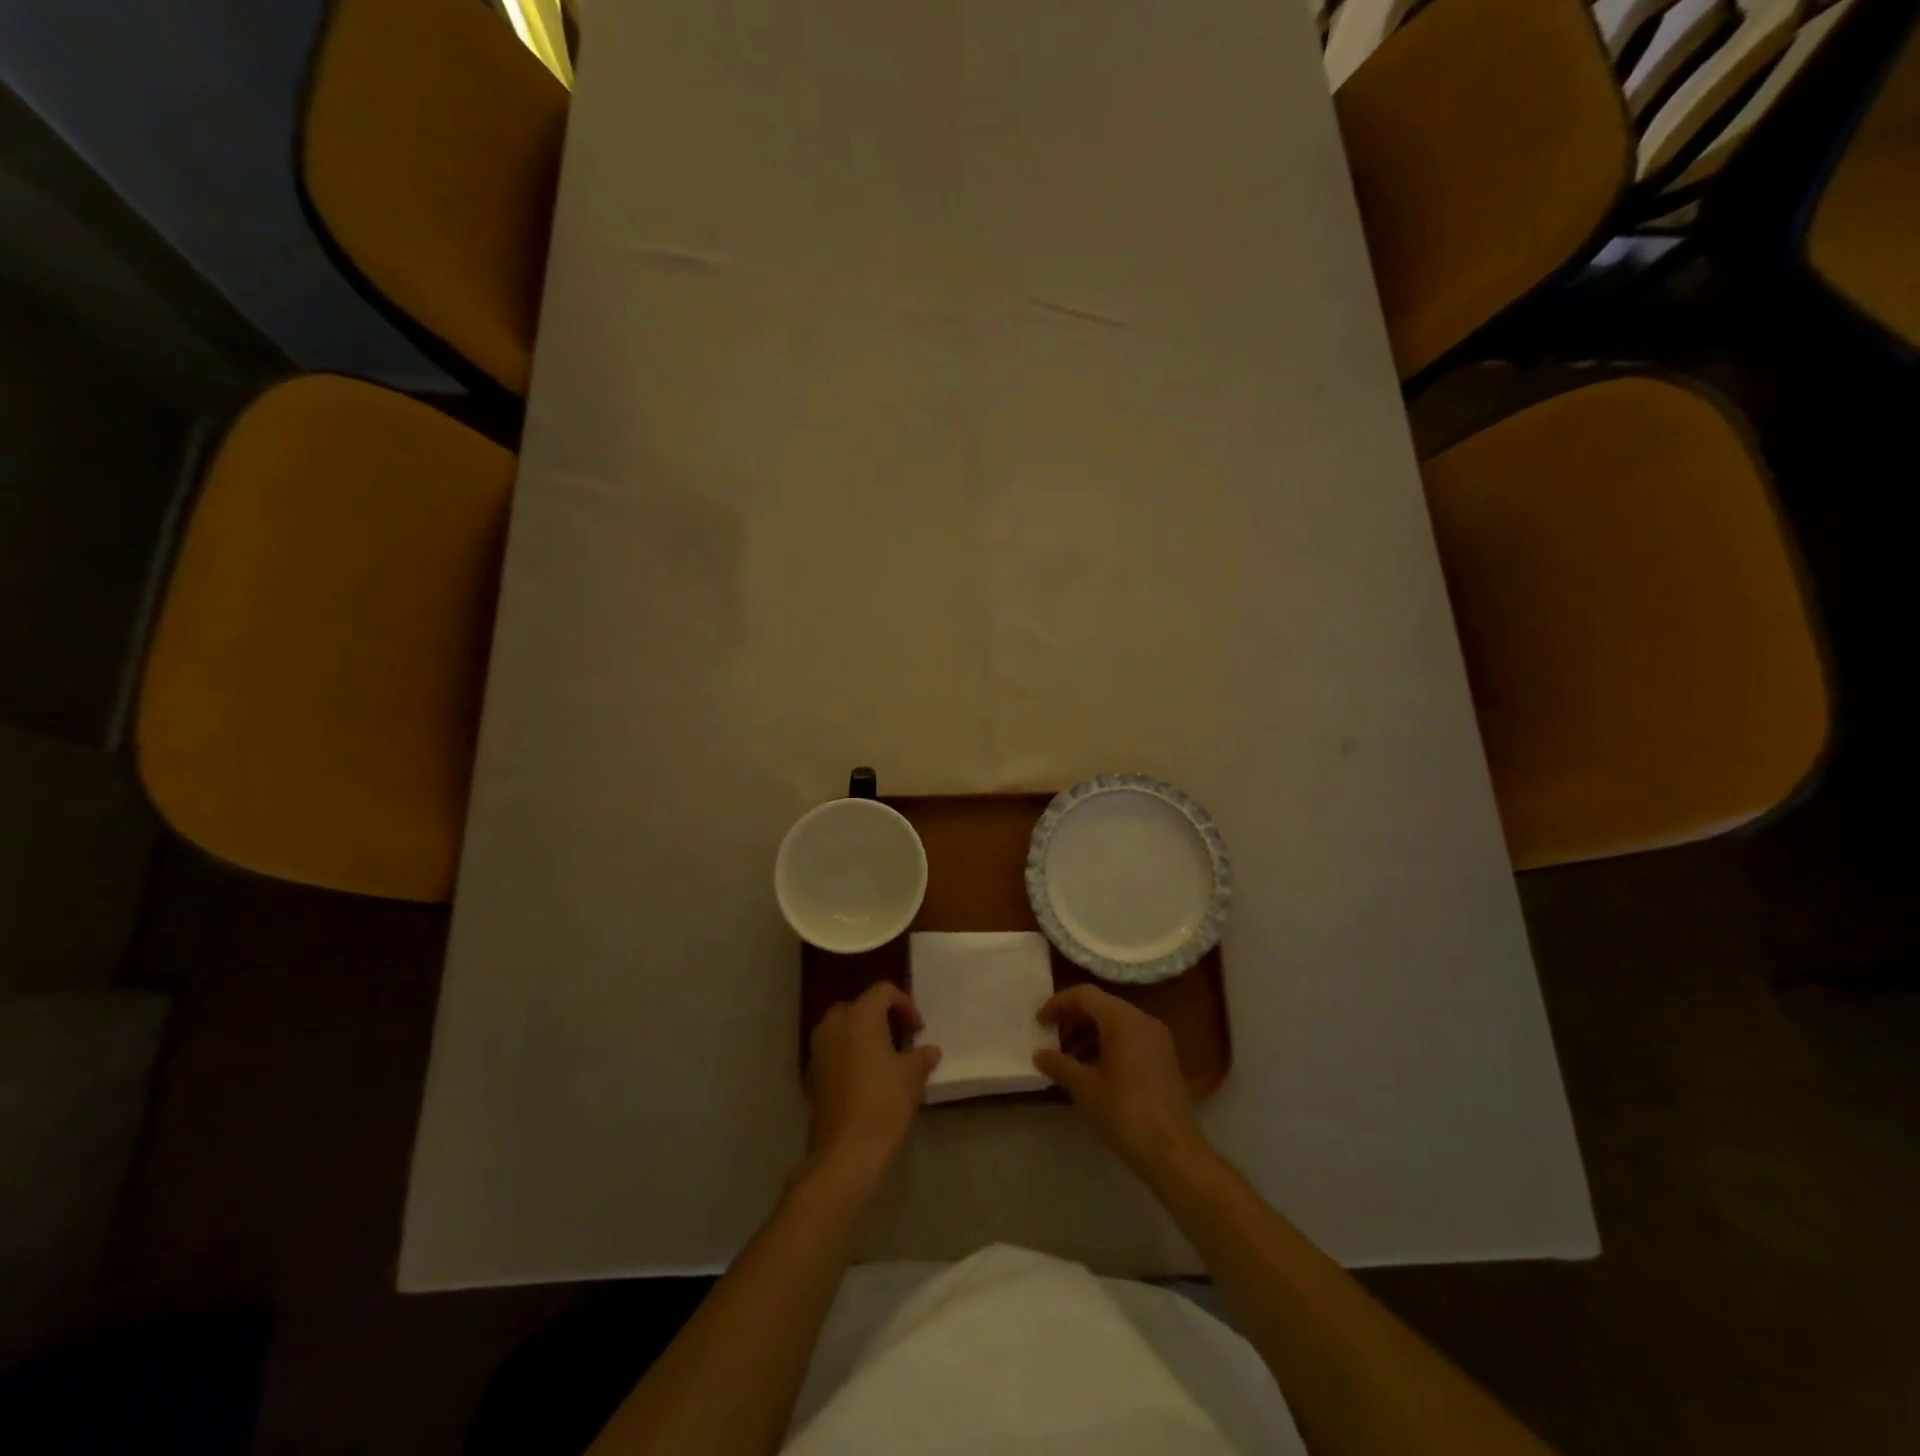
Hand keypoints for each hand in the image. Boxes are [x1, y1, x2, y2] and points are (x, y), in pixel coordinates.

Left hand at [802, 982, 940, 1195]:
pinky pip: (832, 1050)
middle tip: (900, 1039)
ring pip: (842, 1028)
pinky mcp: (811, 1075)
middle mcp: (834, 1025)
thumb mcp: (912, 1077)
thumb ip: (921, 1057)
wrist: (845, 1153)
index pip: (883, 991)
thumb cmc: (883, 1105)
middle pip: (859, 1006)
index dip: (905, 1005)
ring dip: (862, 1035)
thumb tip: (930, 1050)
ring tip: (884, 1059)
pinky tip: (865, 1079)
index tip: (917, 1031)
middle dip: (881, 1017)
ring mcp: (818, 1050)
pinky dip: (848, 1054)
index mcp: (860, 1017)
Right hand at [1035, 985, 1209, 1178]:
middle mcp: (1143, 1020)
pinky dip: (1107, 1046)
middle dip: (1073, 1021)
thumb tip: (1039, 1054)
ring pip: (1115, 1023)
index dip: (1058, 1004)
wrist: (1174, 1152)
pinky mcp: (1163, 1058)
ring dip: (1088, 1035)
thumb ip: (1059, 1064)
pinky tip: (1093, 1073)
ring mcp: (1157, 1039)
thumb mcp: (1085, 1088)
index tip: (1040, 1023)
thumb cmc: (1125, 1113)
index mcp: (1123, 1019)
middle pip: (1101, 1006)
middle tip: (1052, 1043)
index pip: (1085, 995)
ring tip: (1069, 1062)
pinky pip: (1129, 1039)